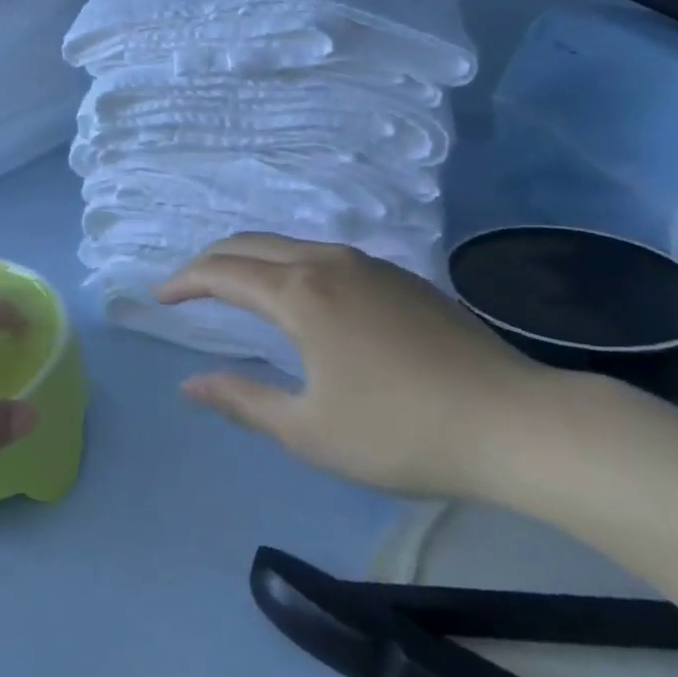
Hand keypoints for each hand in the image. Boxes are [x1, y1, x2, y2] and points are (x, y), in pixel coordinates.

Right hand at [160, 234, 553, 499]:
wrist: (516, 422)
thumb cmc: (401, 432)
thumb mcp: (308, 430)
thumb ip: (242, 400)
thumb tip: (190, 383)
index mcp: (299, 294)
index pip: (222, 272)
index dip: (185, 282)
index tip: (161, 297)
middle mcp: (328, 262)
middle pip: (252, 244)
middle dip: (212, 260)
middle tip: (188, 287)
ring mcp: (369, 264)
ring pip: (291, 245)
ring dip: (253, 259)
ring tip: (236, 288)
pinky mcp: (400, 277)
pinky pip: (325, 255)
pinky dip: (290, 264)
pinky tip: (302, 296)